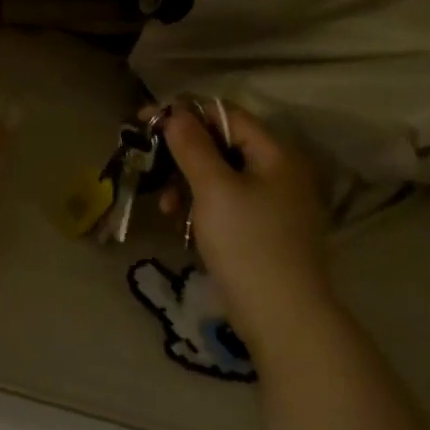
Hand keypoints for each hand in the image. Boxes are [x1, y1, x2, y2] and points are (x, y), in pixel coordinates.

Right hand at [158, 102, 334, 339]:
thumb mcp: (213, 189)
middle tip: (149, 167)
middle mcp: (279, 172)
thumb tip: (175, 113)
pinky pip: (226, 204)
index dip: (186, 113)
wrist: (282, 316)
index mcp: (275, 154)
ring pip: (220, 177)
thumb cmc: (247, 243)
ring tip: (166, 208)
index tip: (147, 120)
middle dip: (182, 155)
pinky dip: (202, 207)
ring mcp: (273, 204)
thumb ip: (192, 146)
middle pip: (222, 146)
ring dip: (187, 184)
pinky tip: (183, 225)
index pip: (227, 115)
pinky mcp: (263, 231)